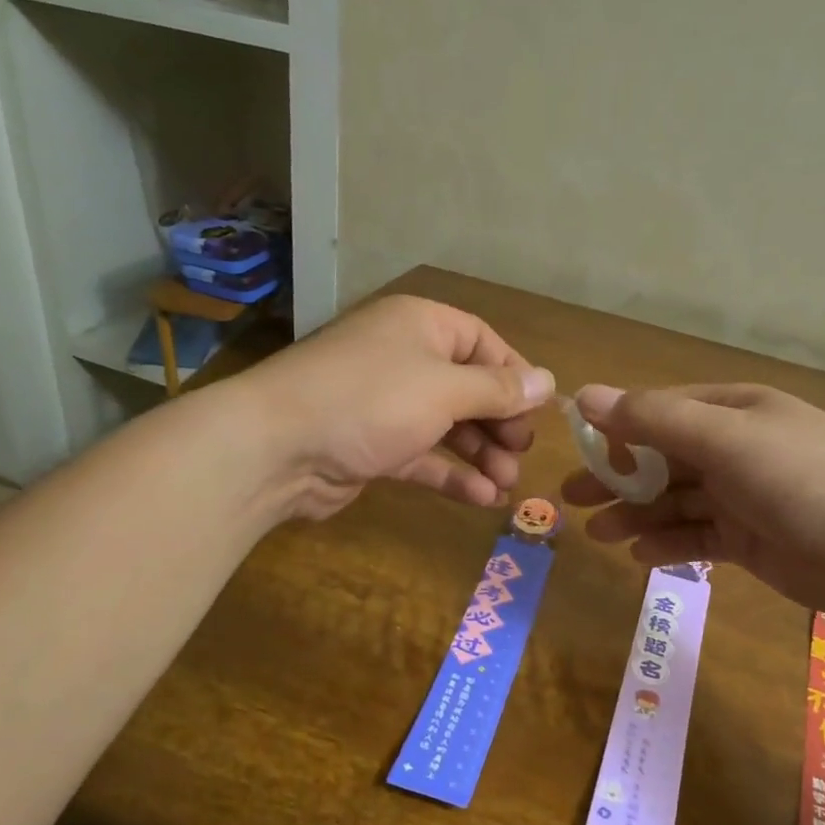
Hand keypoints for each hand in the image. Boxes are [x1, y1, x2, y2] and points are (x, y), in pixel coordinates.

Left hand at [235, 295, 553, 518]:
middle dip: (499, 422)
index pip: (482, 341)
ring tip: (508, 485)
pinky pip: (422, 455)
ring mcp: (385, 404)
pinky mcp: (372, 446)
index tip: (539, 411)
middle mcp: (404, 358)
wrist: (276, 448)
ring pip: (447, 425)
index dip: (514, 375)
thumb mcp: (445, 390)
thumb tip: (547, 380)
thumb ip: (498, 389)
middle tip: (522, 453)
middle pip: (467, 386)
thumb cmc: (371, 401)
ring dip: (480, 454)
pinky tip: (482, 498)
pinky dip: (450, 474)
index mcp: (421, 326)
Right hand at [559, 383, 824, 616]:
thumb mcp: (726, 439)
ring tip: (597, 534)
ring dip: (636, 515)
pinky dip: (669, 544)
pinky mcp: (751, 540)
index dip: (616, 430)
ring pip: (674, 502)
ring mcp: (743, 496)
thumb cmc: (806, 477)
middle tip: (570, 498)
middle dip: (617, 478)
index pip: (659, 412)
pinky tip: (640, 556)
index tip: (577, 450)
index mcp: (731, 411)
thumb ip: (655, 420)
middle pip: (661, 460)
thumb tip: (586, 395)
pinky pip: (698, 537)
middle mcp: (734, 449)